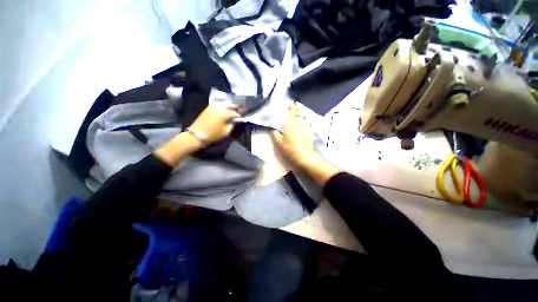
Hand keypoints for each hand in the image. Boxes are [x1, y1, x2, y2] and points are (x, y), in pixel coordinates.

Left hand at [188, 102, 240, 144]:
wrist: (197, 134)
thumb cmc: (213, 134)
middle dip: (234, 107)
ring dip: (228, 105)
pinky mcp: (208, 108)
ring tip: (231, 108)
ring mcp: (212, 107)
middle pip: (229, 105)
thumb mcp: (225, 132)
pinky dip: (222, 105)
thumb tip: (234, 121)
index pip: (234, 113)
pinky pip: (217, 104)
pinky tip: (223, 108)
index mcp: (224, 114)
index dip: (238, 115)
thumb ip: (231, 125)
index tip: (241, 118)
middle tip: (237, 110)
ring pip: (223, 103)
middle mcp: (219, 108)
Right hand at [272, 103, 316, 167]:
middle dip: (297, 107)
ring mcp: (306, 127)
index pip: (291, 112)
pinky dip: (307, 118)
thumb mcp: (278, 143)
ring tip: (301, 109)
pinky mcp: (310, 132)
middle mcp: (299, 123)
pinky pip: (309, 122)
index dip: (290, 107)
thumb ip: (275, 134)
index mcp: (291, 124)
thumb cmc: (290, 149)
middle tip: (295, 105)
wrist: (304, 157)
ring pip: (305, 116)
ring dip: (303, 111)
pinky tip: (307, 119)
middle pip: (299, 112)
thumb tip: (273, 128)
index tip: (288, 104)